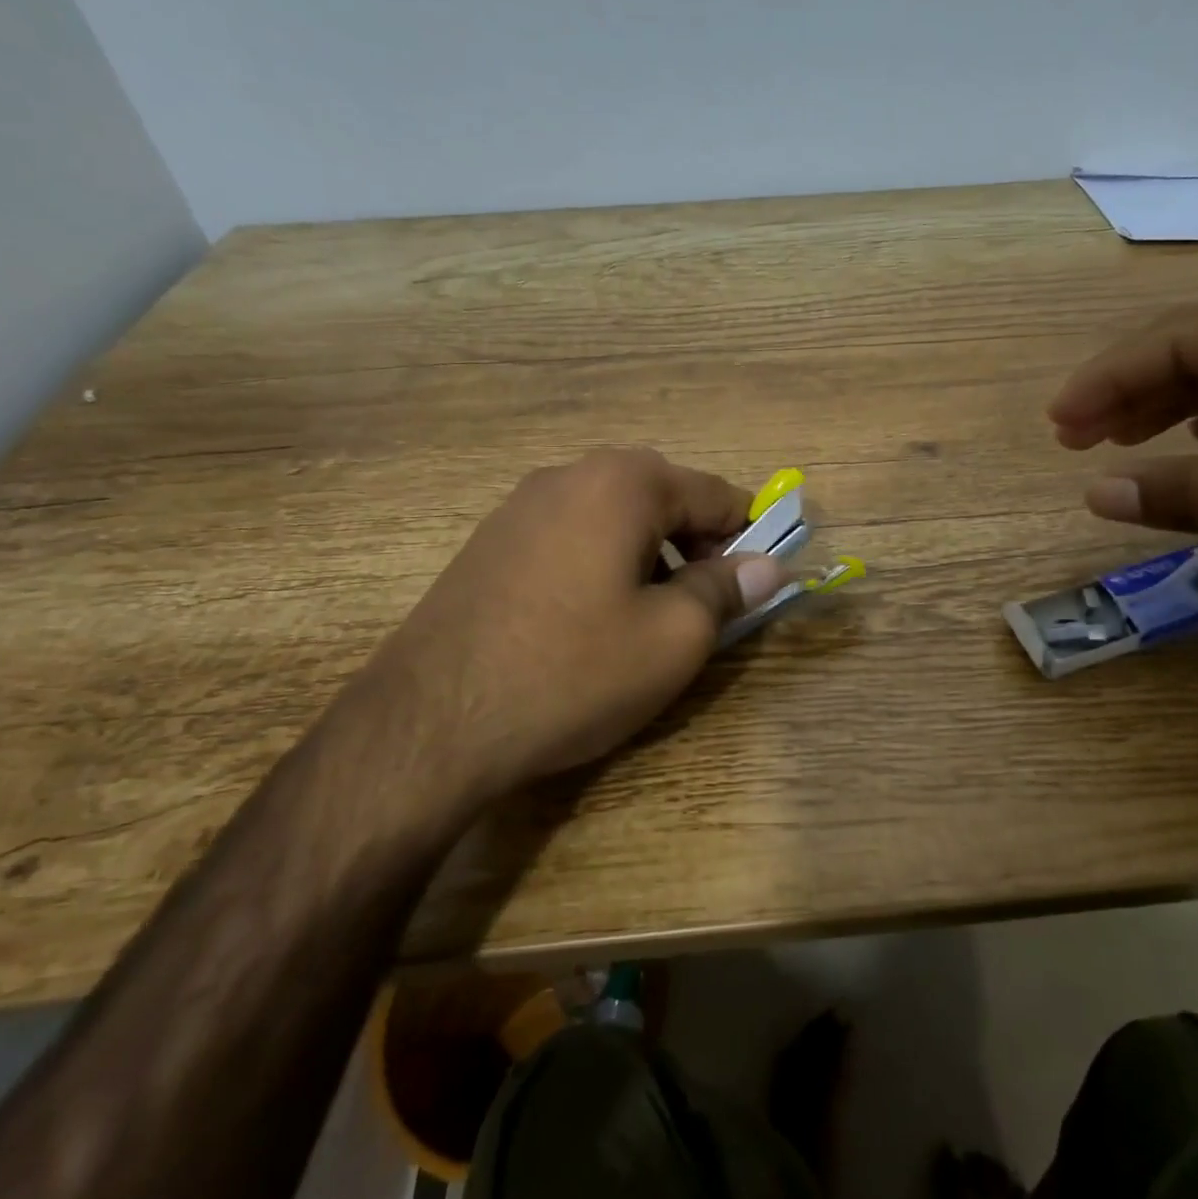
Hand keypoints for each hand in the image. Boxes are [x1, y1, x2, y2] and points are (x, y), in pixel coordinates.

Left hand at [355, 449, 786, 795]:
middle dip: (694, 543)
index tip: (756, 582)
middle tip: (700, 604)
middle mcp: (570, 475)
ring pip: (613, 516)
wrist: (431, 723)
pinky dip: (601, 561)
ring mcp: (520, 505)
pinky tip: (588, 619)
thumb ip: (726, 590)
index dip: (747, 535)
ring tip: (645, 615)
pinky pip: (569, 535)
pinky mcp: (489, 541)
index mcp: (623, 483)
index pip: (713, 493)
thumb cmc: (573, 671)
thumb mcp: (673, 638)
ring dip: (648, 553)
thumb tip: (767, 567)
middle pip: (661, 497)